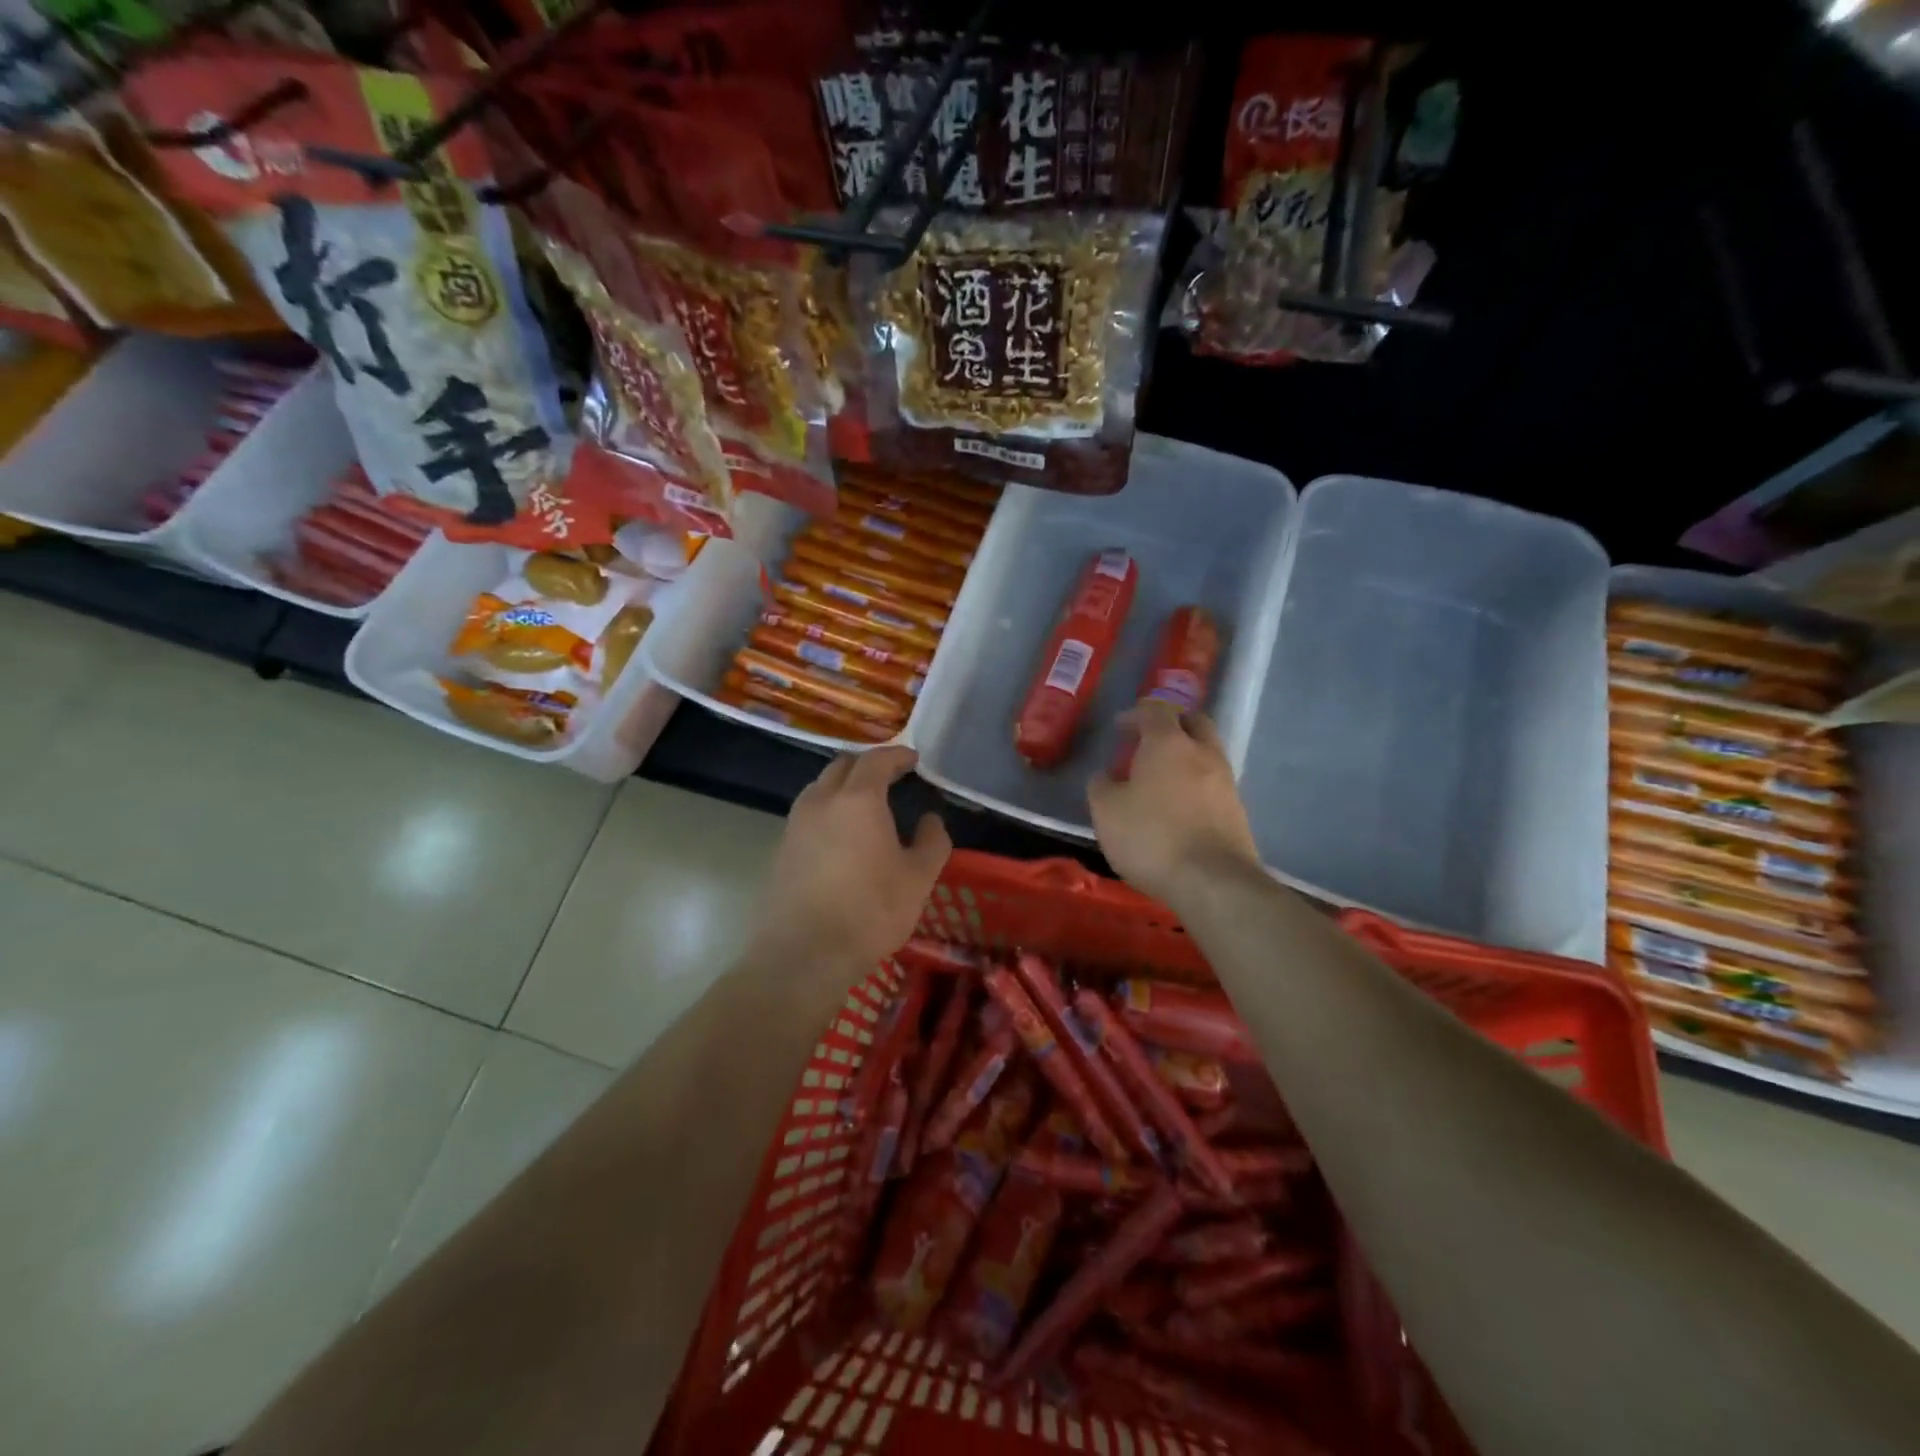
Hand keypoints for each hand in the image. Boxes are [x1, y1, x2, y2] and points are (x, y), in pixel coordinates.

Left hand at [751, 745, 951, 976]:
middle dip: (868, 764)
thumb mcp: (918, 879)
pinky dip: (829, 810)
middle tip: (891, 776)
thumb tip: (930, 820)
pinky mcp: (781, 848)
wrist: (802, 954)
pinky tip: (843, 835)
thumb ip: (932, 842)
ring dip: (844, 786)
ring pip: (821, 788)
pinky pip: (809, 813)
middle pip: (843, 766)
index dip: (897, 755)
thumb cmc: (869, 911)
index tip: (913, 759)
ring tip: (866, 804)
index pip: (877, 760)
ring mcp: (796, 824)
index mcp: (858, 799)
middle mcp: (821, 800)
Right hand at [1088, 700, 1260, 907]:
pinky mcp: (1237, 810)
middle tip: (1148, 742)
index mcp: (1168, 743)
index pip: (1155, 711)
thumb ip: (1102, 786)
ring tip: (1161, 779)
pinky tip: (1179, 806)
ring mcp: (1226, 781)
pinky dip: (1196, 784)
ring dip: (1185, 756)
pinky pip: (1213, 783)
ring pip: (1207, 752)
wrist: (1212, 881)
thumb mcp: (1106, 811)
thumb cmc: (1151, 837)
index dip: (1135, 715)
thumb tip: (1106, 776)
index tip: (1119, 729)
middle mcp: (1203, 753)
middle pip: (1193, 722)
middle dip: (1171, 725)